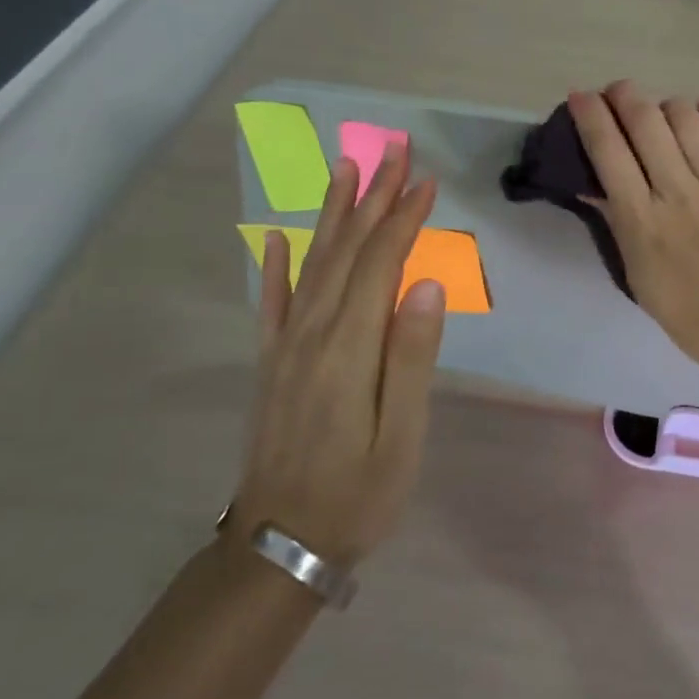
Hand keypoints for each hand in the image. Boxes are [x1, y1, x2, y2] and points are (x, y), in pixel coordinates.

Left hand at [234, 142, 444, 566]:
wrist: (279, 547)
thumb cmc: (358, 493)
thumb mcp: (402, 436)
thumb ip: (412, 358)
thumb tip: (427, 286)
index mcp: (350, 347)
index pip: (381, 264)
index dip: (404, 218)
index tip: (427, 180)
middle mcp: (313, 333)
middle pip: (347, 250)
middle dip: (373, 197)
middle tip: (393, 152)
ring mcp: (286, 346)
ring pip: (313, 263)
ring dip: (333, 213)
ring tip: (346, 169)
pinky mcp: (271, 362)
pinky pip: (272, 302)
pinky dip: (276, 265)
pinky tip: (277, 238)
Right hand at [569, 81, 698, 377]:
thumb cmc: (684, 309)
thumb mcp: (635, 271)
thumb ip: (615, 219)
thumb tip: (591, 179)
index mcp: (643, 220)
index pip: (608, 152)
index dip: (590, 116)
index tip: (581, 96)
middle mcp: (679, 193)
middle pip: (646, 122)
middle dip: (625, 95)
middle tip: (618, 91)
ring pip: (688, 118)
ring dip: (667, 104)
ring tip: (662, 111)